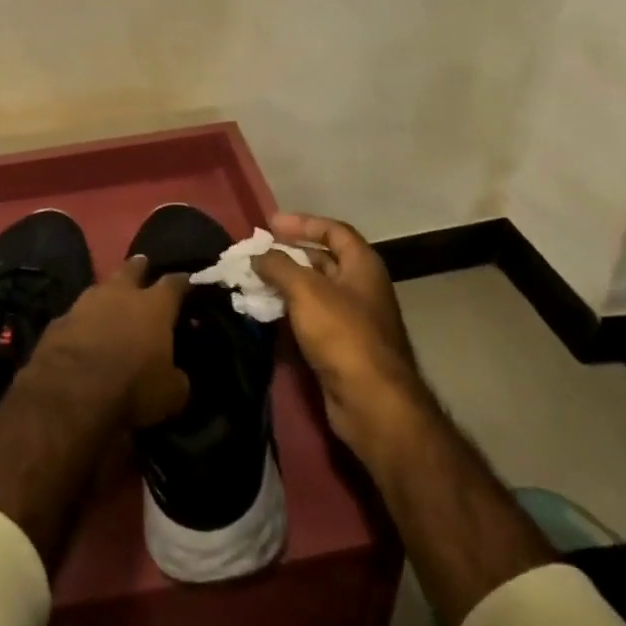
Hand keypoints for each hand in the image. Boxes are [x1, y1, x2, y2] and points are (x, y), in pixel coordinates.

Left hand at [31, 255, 190, 427]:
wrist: (69, 392)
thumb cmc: (131, 388)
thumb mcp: (170, 395)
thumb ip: (177, 378)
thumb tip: (178, 375)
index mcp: (154, 306)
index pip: (174, 284)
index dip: (183, 282)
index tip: (188, 281)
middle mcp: (120, 294)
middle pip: (132, 269)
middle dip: (140, 267)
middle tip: (144, 265)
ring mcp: (85, 302)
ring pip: (100, 287)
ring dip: (108, 293)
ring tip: (112, 299)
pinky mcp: (59, 320)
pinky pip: (77, 314)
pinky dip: (83, 320)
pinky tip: (83, 330)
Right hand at [255, 213, 425, 468]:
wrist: (371, 402)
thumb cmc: (342, 334)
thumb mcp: (305, 290)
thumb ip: (278, 266)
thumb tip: (258, 255)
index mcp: (362, 265)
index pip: (333, 231)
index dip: (303, 222)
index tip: (270, 224)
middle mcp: (361, 287)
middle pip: (323, 260)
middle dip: (289, 254)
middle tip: (257, 253)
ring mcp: (353, 319)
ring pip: (314, 291)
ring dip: (285, 284)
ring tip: (254, 280)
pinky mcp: (341, 347)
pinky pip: (311, 318)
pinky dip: (289, 310)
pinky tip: (266, 312)